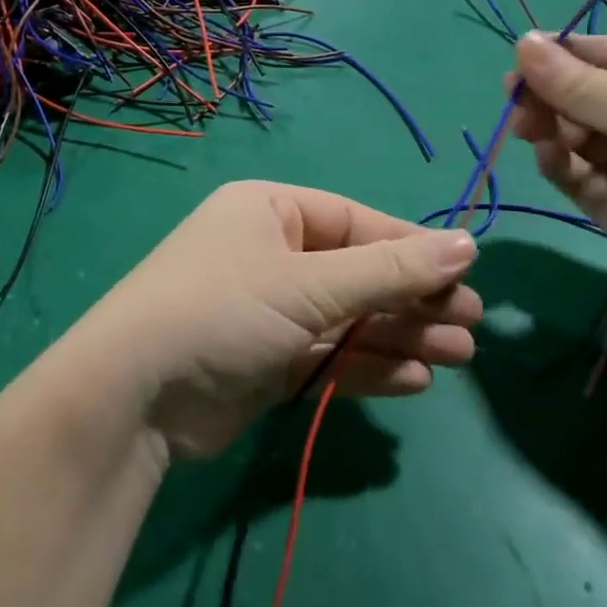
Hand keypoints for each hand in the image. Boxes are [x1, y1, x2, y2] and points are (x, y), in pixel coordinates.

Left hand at [68, 182, 481, 459]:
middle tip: (471, 324)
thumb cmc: (224, 309)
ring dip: (400, 336)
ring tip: (458, 355)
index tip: (467, 272)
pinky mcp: (266, 362)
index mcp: (270, 211)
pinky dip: (368, 368)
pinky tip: (414, 380)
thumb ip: (389, 269)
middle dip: (412, 298)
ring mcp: (267, 311)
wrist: (135, 395)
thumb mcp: (309, 284)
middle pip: (357, 272)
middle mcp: (269, 255)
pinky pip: (328, 357)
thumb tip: (468, 244)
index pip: (356, 222)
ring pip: (348, 319)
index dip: (412, 247)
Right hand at [512, 32, 606, 322]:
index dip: (572, 53)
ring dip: (552, 127)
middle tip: (513, 95)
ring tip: (526, 127)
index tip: (522, 55)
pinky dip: (560, 164)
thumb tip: (521, 42)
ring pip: (581, 135)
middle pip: (595, 96)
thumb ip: (582, 85)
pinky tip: (548, 157)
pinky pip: (580, 176)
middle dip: (554, 93)